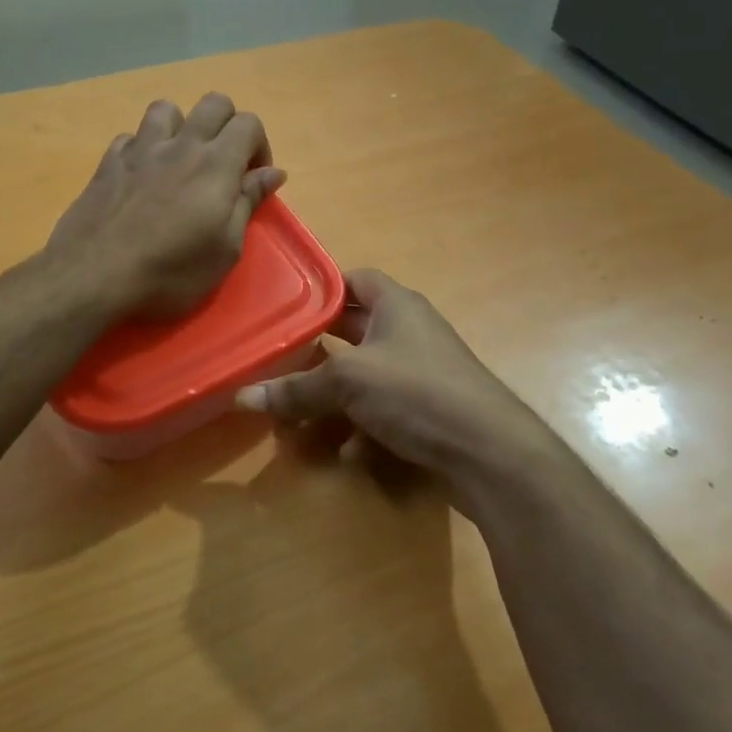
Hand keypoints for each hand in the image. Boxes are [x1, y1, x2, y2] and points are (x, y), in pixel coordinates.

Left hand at [47, 93, 285, 318]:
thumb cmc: (171, 272)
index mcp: (216, 164)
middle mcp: (180, 145)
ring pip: (167, 109)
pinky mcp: (108, 162)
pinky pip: (131, 136)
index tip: (251, 181)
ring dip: (181, 127)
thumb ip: (248, 203)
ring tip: (180, 161)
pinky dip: (143, 148)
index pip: (249, 123)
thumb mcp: (225, 250)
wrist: (94, 276)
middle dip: (228, 126)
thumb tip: (273, 172)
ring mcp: (140, 149)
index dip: (259, 147)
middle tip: (224, 165)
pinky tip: (142, 175)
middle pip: (214, 103)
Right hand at [235, 270, 565, 497]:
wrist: (490, 452)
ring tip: (297, 411)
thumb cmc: (417, 392)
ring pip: (365, 374)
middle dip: (318, 347)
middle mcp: (409, 331)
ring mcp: (421, 372)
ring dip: (334, 393)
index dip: (321, 289)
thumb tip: (242, 396)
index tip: (286, 307)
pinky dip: (361, 425)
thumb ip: (296, 389)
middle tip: (279, 358)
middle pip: (354, 330)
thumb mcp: (349, 382)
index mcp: (396, 305)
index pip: (354, 280)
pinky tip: (344, 450)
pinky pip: (383, 409)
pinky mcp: (428, 410)